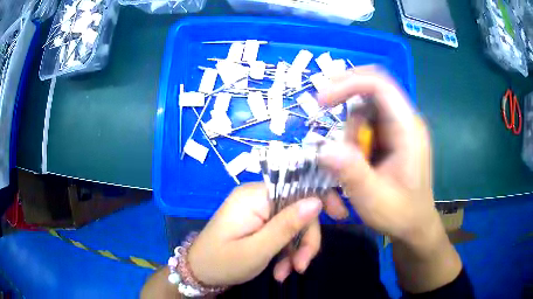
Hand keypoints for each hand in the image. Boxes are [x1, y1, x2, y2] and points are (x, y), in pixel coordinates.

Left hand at [187, 183, 322, 285]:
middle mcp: (257, 197)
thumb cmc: (222, 262)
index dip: (322, 198)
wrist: (198, 272)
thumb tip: (317, 200)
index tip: (340, 216)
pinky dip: (285, 252)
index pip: (297, 185)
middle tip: (301, 266)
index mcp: (254, 196)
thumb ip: (287, 225)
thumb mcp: (258, 249)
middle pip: (298, 210)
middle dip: (305, 239)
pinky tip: (279, 270)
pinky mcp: (258, 223)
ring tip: (286, 273)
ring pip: (292, 224)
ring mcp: (257, 210)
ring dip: (294, 250)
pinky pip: (281, 232)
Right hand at [317, 66, 461, 292]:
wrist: (415, 225)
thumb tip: (324, 149)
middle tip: (334, 144)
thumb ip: (352, 173)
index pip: (379, 85)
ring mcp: (397, 129)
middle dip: (346, 117)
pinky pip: (364, 126)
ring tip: (352, 170)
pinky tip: (356, 166)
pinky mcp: (390, 137)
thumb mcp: (375, 199)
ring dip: (349, 136)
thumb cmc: (401, 214)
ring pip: (362, 112)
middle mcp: (404, 121)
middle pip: (368, 95)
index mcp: (408, 129)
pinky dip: (352, 142)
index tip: (321, 101)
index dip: (348, 83)